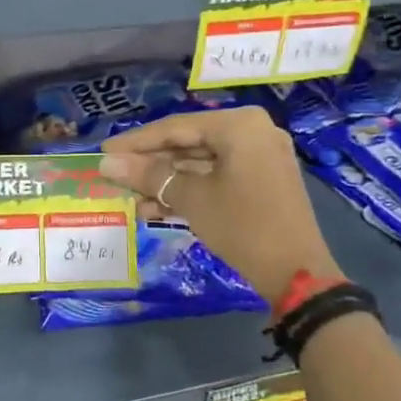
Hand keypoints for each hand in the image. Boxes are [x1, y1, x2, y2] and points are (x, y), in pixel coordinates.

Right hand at [99, 107, 340, 301]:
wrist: (297, 275)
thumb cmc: (242, 225)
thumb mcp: (191, 198)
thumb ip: (149, 176)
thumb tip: (105, 163)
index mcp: (238, 125)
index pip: (175, 127)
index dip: (135, 142)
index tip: (103, 152)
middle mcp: (252, 131)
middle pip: (188, 142)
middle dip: (151, 164)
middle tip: (114, 176)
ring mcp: (260, 156)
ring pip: (201, 162)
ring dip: (166, 181)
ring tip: (131, 199)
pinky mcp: (262, 180)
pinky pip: (217, 176)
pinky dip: (189, 189)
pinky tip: (156, 207)